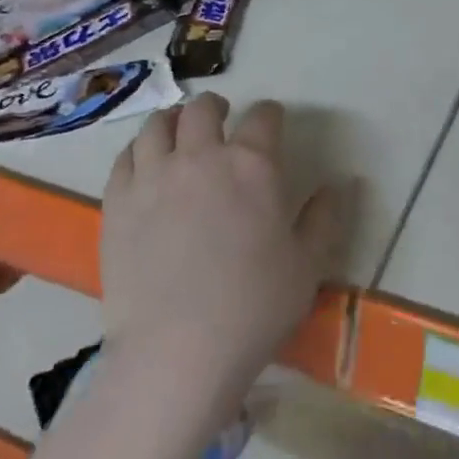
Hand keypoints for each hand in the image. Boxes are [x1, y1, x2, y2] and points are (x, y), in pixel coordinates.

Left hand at [101, 94, 338, 405]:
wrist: (177, 351)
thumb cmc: (254, 307)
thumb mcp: (308, 265)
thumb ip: (325, 218)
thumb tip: (340, 185)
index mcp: (252, 166)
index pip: (263, 118)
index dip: (270, 113)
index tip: (272, 120)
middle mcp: (201, 157)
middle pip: (203, 109)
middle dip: (216, 106)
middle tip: (221, 116)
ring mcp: (153, 177)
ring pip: (158, 126)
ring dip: (173, 120)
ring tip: (179, 130)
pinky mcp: (118, 203)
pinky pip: (125, 158)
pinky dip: (138, 150)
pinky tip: (144, 162)